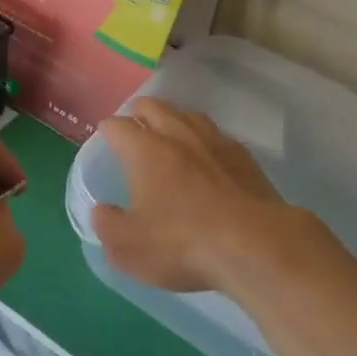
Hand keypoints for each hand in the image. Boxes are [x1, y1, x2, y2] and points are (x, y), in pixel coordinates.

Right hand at [91, 97, 324, 294]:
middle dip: (139, 112)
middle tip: (135, 126)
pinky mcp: (243, 156)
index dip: (108, 130)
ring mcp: (214, 141)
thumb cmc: (183, 244)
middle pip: (154, 107)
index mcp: (144, 150)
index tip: (106, 137)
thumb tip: (100, 210)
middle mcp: (177, 134)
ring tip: (169, 132)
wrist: (255, 245)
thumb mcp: (130, 248)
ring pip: (188, 115)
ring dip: (173, 119)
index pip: (118, 126)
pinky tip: (207, 154)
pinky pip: (217, 134)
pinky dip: (204, 138)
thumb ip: (107, 226)